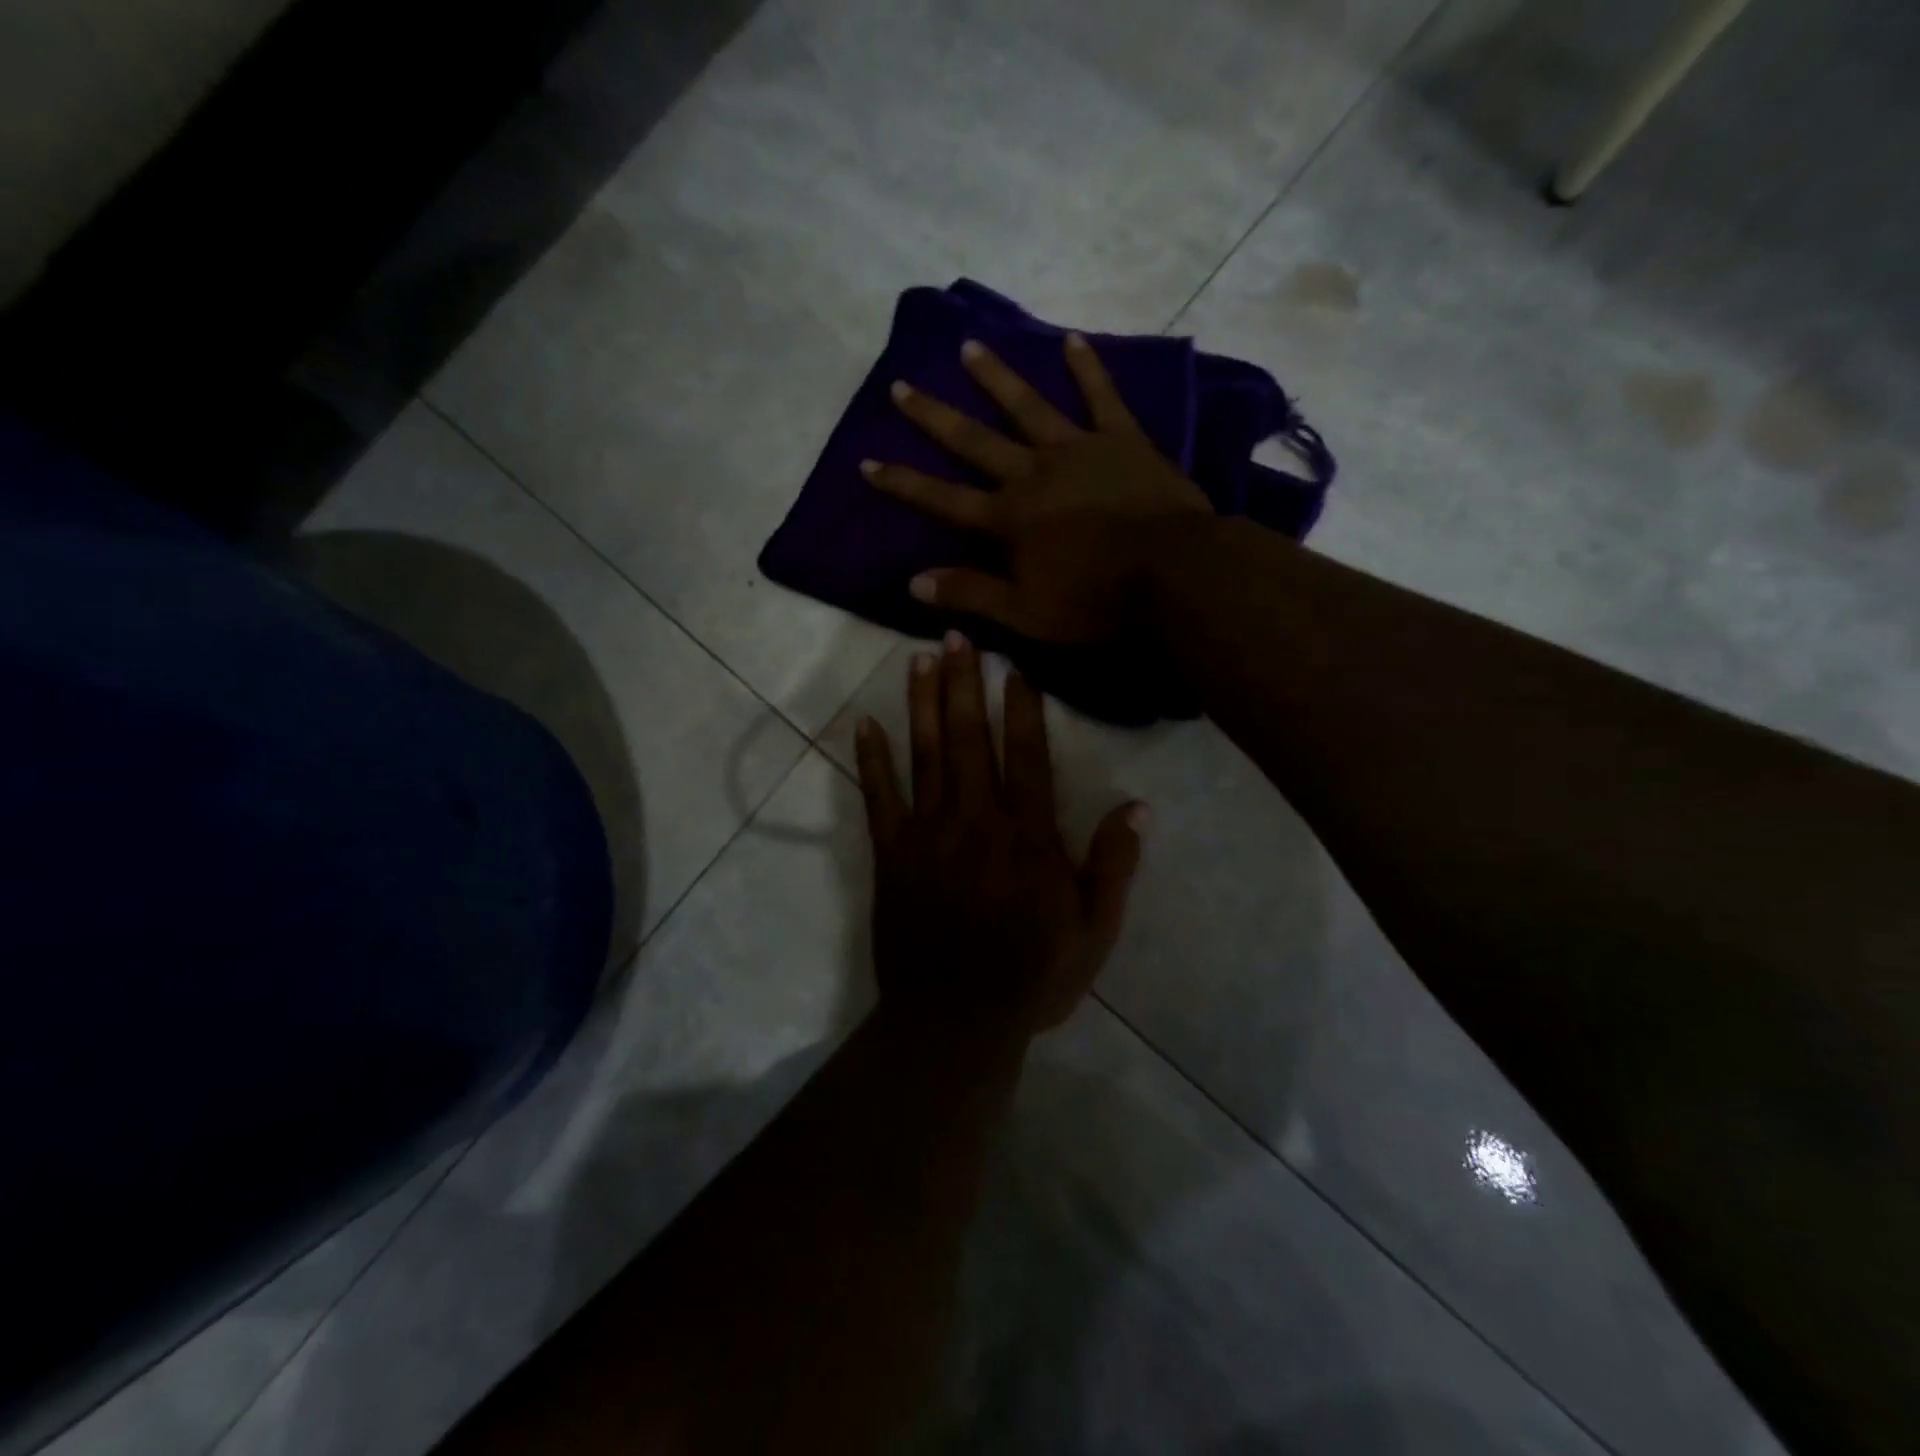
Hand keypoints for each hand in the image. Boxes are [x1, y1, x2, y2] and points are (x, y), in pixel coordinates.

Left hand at [854, 633, 1146, 1039]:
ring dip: (923, 704)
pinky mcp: (892, 854)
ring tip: (919, 659)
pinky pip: (879, 798)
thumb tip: (1140, 806)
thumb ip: (1114, 864)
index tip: (1013, 667)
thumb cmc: (1032, 976)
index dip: (1021, 708)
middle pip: (970, 740)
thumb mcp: (1094, 930)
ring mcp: (929, 834)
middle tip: (957, 636)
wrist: (956, 1020)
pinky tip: (864, 724)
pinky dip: (871, 759)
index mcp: (1028, 836)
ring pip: (926, 756)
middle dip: (964, 685)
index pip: (1027, 757)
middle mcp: (977, 820)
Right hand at [861, 333, 1210, 643]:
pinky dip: (1087, 368)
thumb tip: (913, 582)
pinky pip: (1101, 398)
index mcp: (1008, 518)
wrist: (1174, 573)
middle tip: (901, 385)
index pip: (943, 499)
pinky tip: (1071, 340)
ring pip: (1028, 407)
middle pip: (974, 441)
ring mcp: (1078, 450)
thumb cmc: (1097, 600)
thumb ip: (971, 593)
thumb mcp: (1026, 613)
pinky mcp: (1122, 440)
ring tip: (969, 347)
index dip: (903, 482)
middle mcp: (1033, 473)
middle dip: (934, 416)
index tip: (867, 461)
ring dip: (996, 378)